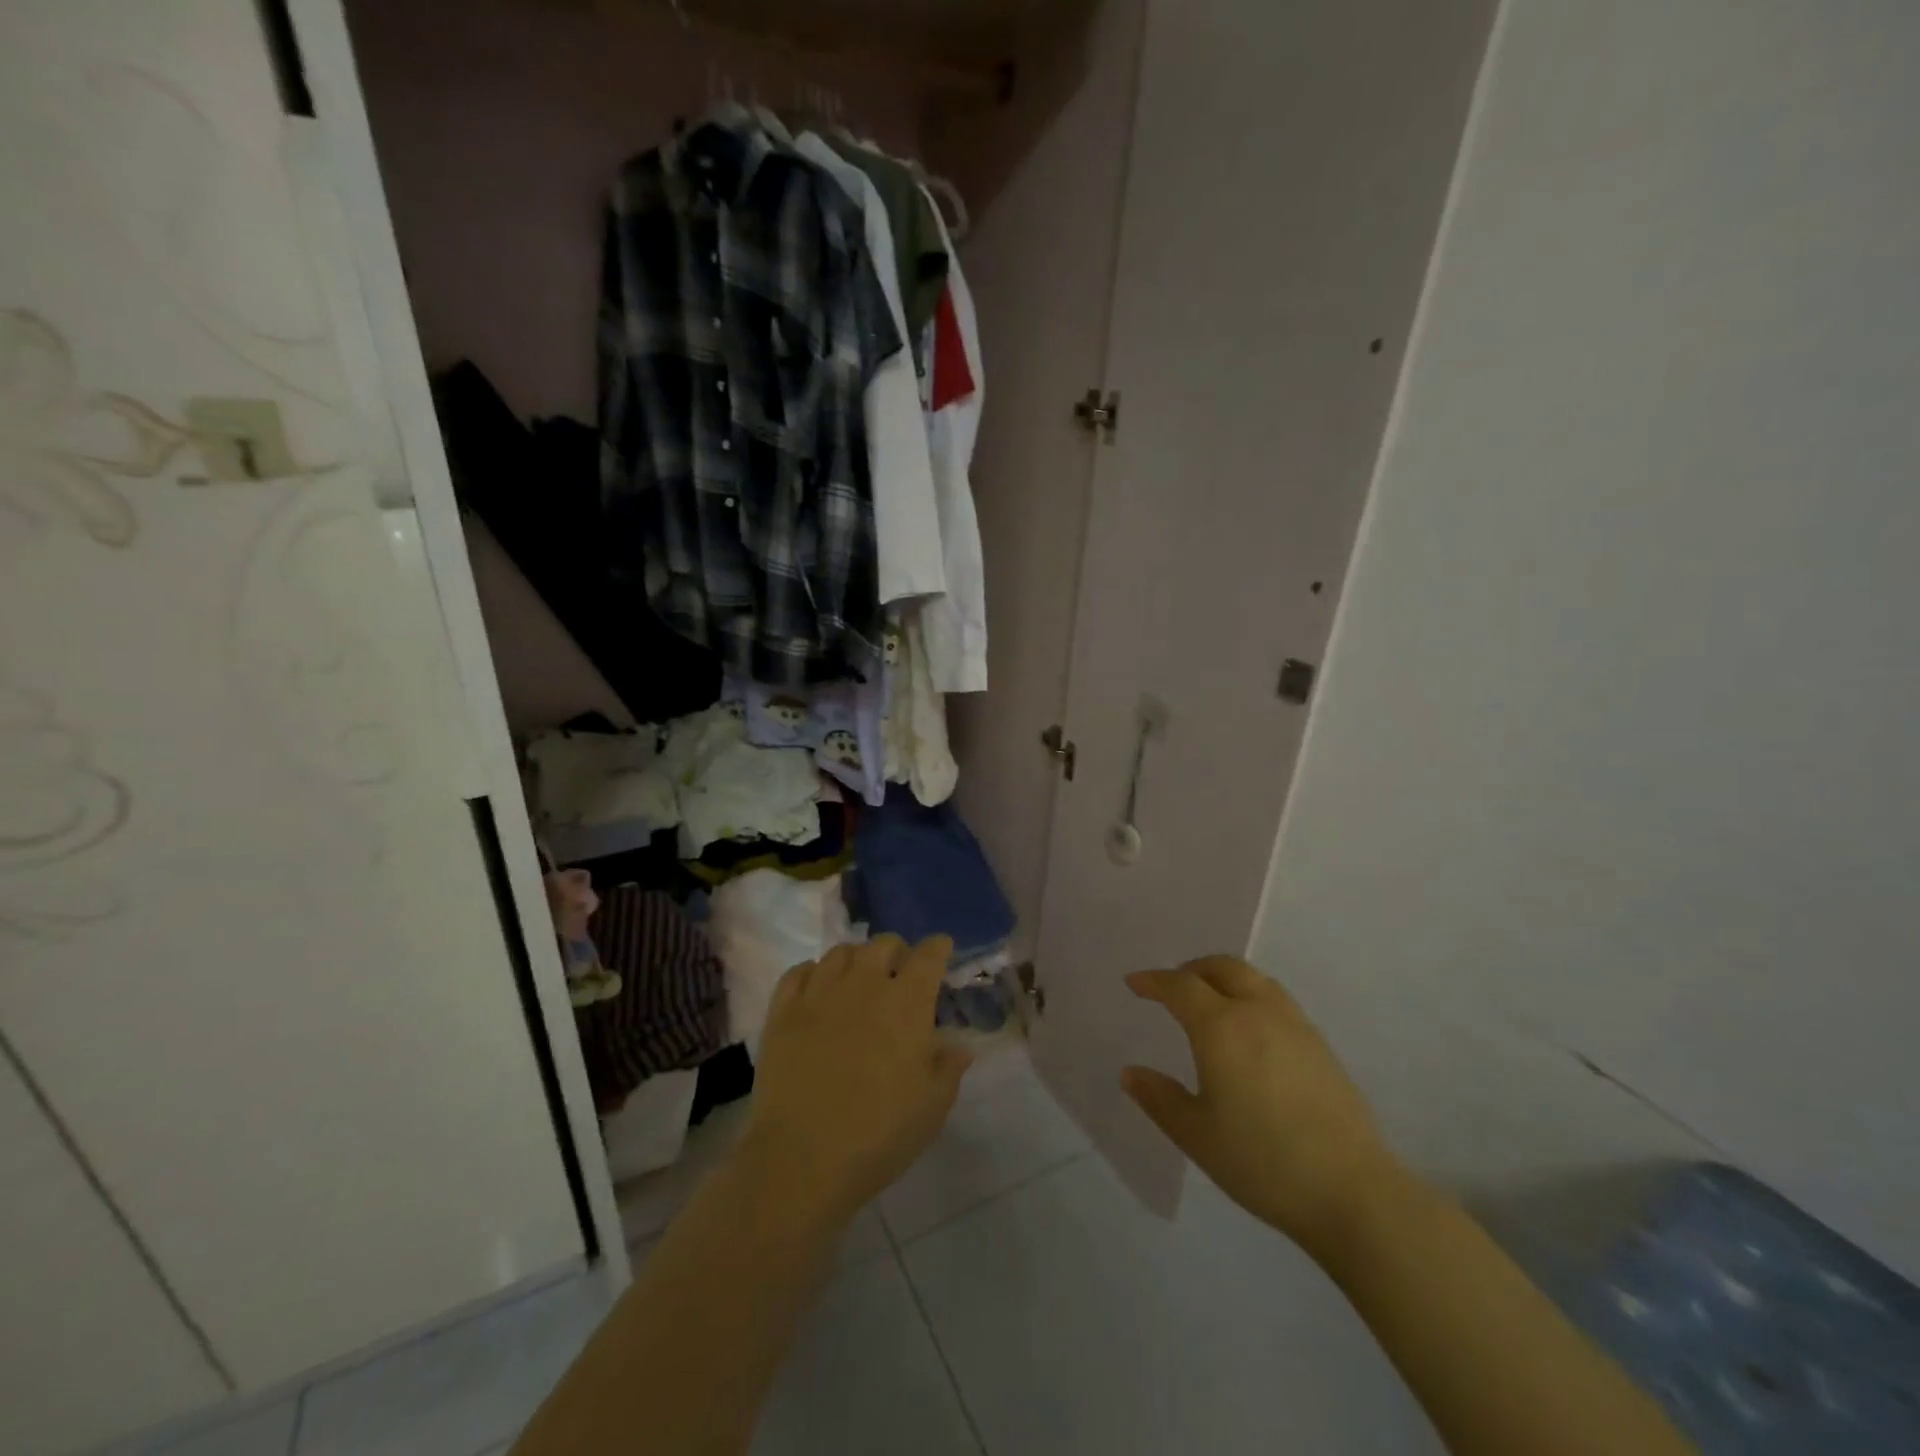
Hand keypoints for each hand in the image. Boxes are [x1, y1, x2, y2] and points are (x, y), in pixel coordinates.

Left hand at [743, 935, 971, 1225]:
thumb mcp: (932, 1107)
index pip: (928, 956)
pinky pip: (799, 971)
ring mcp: (820, 993)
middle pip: (884, 944)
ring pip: (841, 952)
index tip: (941, 949)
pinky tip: (817, 990)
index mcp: (907, 1003)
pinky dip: (813, 973)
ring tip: (858, 980)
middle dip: (897, 952)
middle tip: (899, 973)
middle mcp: (865, 984)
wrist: (802, 1158)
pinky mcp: (783, 1010)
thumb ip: (948, 1068)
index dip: (938, 947)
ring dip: (856, 959)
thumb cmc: (879, 1133)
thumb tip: (959, 1047)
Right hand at [1122, 956, 1407, 1257]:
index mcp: (1221, 1027)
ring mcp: (1295, 1025)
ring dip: (1224, 978)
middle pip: (1222, 967)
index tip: (1134, 984)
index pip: (1180, 986)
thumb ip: (1159, 1098)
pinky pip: (1276, 999)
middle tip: (1172, 987)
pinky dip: (1251, 996)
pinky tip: (1250, 1031)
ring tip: (1210, 1002)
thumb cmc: (1263, 1162)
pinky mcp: (1320, 1044)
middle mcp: (1258, 1012)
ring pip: (1254, 978)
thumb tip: (1130, 1073)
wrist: (1353, 1191)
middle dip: (1191, 969)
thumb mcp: (1197, 1135)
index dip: (1154, 981)